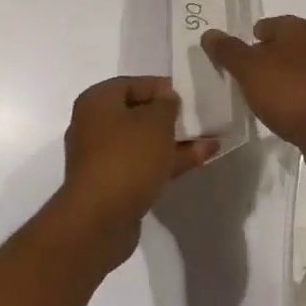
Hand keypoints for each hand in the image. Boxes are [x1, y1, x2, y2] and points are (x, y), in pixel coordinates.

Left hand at [56, 76, 215, 265]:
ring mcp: (103, 158)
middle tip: (199, 118)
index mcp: (98, 101)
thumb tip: (167, 98)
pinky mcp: (113, 185)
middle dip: (171, 117)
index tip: (188, 97)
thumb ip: (167, 104)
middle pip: (139, 114)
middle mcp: (94, 125)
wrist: (99, 221)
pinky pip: (144, 165)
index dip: (163, 88)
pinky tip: (201, 159)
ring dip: (175, 141)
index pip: (134, 84)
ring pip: (144, 142)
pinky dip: (168, 161)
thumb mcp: (156, 122)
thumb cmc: (127, 158)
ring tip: (210, 140)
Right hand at [201, 16, 305, 181]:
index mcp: (299, 29)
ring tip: (254, 98)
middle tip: (238, 78)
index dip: (247, 39)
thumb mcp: (249, 69)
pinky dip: (288, 99)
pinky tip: (276, 113)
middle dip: (260, 61)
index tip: (231, 59)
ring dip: (274, 81)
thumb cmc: (289, 91)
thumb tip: (210, 34)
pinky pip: (302, 93)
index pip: (267, 24)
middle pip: (280, 47)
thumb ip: (228, 51)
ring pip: (291, 71)